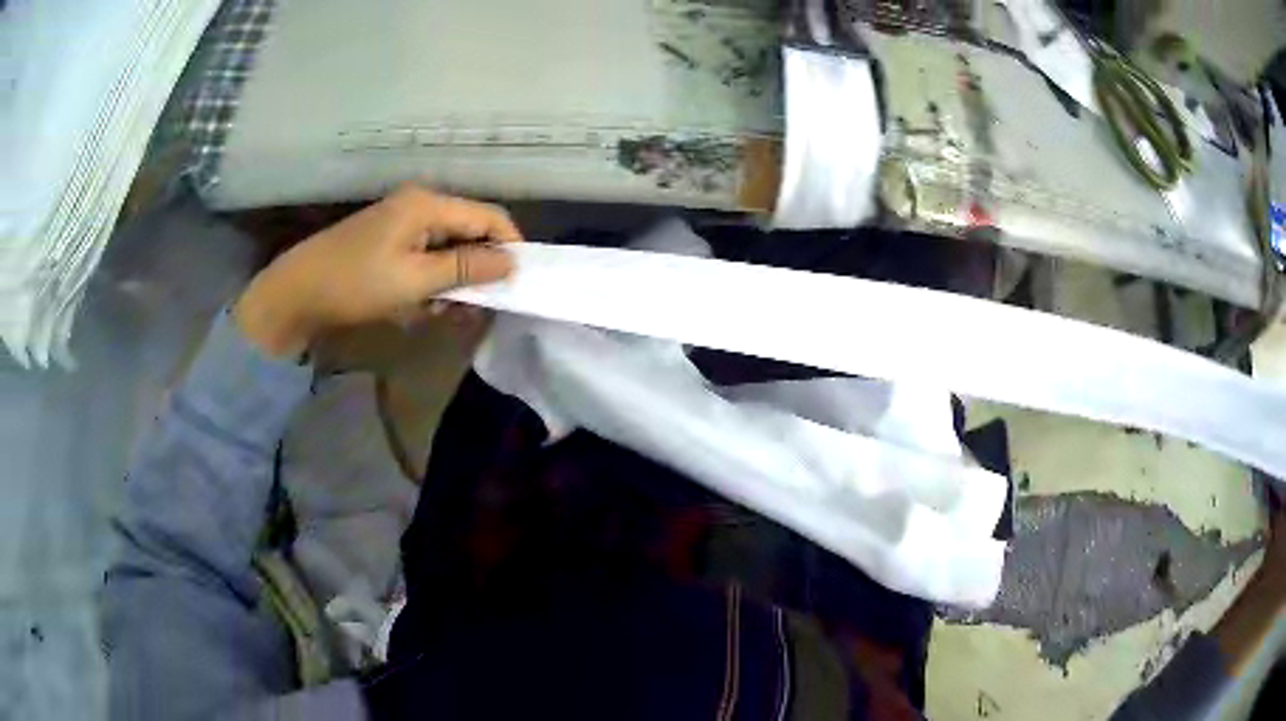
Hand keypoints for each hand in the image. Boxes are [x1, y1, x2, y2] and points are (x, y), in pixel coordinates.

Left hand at [234, 186, 522, 356]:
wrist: (296, 292)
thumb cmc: (355, 283)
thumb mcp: (414, 280)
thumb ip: (465, 269)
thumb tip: (511, 263)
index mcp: (427, 205)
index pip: (488, 217)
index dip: (510, 246)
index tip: (519, 282)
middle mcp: (419, 206)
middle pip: (468, 232)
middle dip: (477, 271)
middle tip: (477, 308)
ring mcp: (401, 223)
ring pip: (447, 250)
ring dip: (452, 282)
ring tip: (441, 313)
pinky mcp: (389, 242)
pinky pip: (424, 258)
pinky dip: (430, 283)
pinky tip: (420, 307)